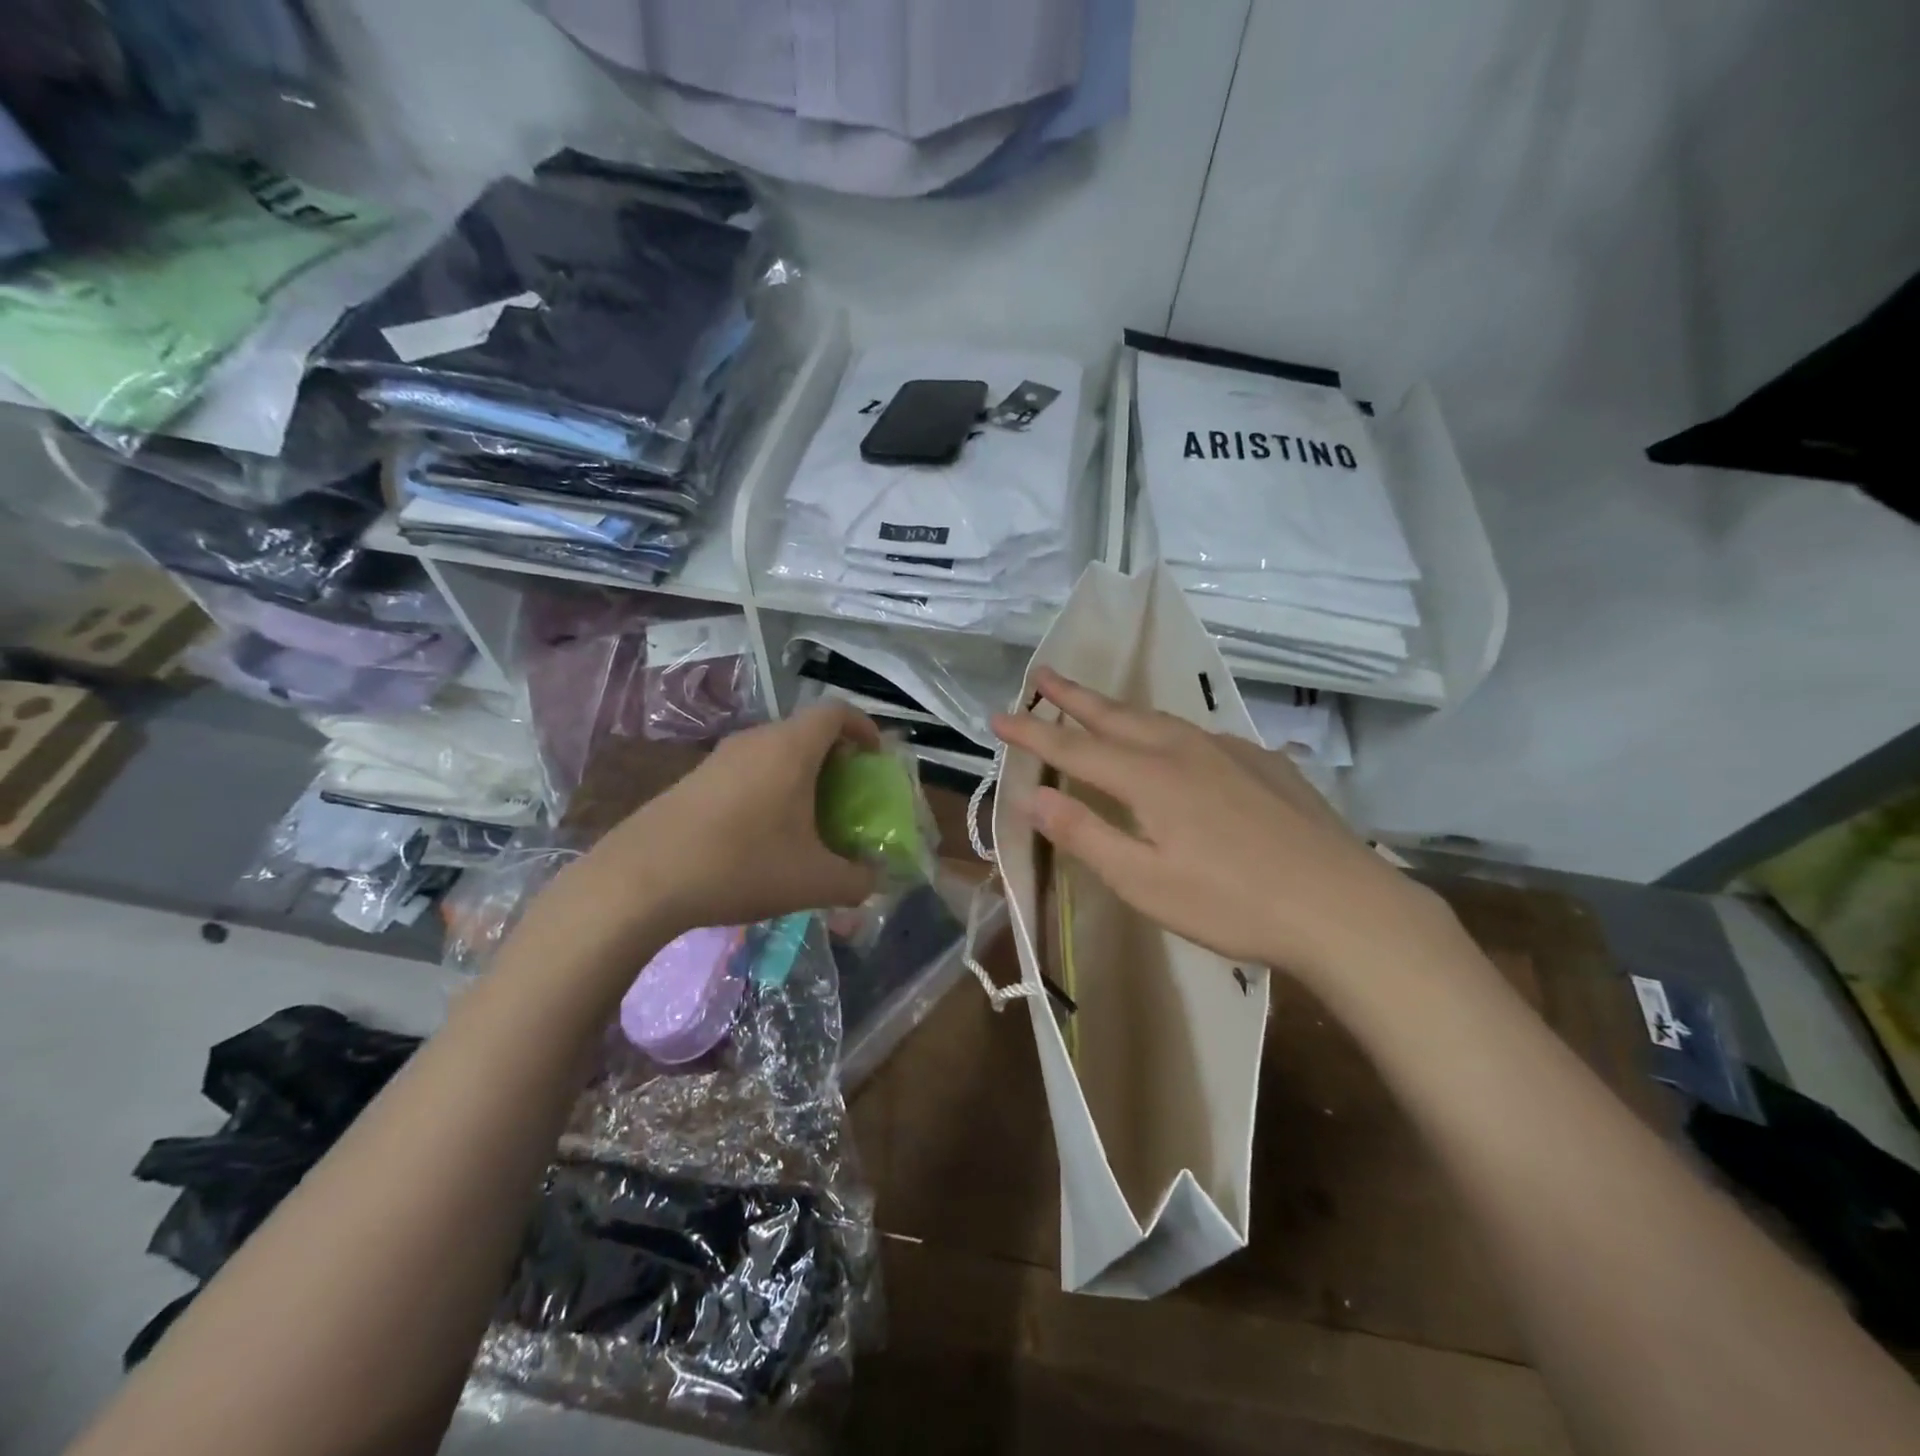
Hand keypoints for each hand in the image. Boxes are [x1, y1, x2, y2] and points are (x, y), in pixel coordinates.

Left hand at [558, 703, 883, 946]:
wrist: (641, 879)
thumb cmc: (741, 865)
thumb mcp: (814, 882)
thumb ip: (856, 880)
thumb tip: (872, 879)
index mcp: (791, 748)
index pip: (836, 711)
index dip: (864, 727)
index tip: (874, 758)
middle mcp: (756, 740)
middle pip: (806, 731)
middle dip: (834, 758)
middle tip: (846, 797)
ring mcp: (719, 758)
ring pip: (774, 752)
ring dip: (799, 776)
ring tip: (807, 820)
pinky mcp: (694, 779)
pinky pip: (746, 771)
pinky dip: (768, 788)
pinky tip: (762, 835)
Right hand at [992, 669, 1445, 982]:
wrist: (1344, 908)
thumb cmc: (1233, 904)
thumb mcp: (1145, 883)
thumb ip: (1086, 835)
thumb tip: (1033, 797)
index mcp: (1149, 778)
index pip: (1074, 747)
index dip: (1032, 732)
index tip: (997, 716)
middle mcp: (1185, 750)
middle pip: (1116, 715)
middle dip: (1073, 696)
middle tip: (1042, 674)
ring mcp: (1231, 751)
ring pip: (1161, 719)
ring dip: (1120, 709)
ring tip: (1099, 706)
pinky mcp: (1267, 763)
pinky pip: (1202, 736)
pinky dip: (1171, 732)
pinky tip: (1180, 748)